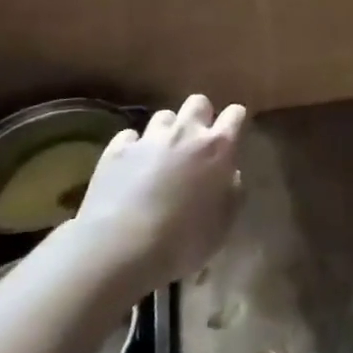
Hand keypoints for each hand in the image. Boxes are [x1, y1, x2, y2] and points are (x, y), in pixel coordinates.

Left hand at [75, 94, 246, 291]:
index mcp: (218, 147)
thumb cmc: (183, 240)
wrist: (121, 249)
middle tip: (197, 141)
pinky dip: (134, 147)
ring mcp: (148, 139)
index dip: (236, 121)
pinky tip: (131, 166)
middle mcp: (185, 133)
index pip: (235, 114)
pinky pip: (130, 136)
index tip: (234, 134)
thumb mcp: (224, 224)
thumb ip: (232, 191)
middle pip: (198, 102)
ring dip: (167, 131)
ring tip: (162, 154)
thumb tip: (229, 174)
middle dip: (201, 115)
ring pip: (163, 116)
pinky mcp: (116, 150)